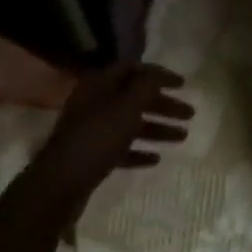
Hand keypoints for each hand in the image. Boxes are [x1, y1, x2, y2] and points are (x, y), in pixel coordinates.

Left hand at [31, 63, 193, 195]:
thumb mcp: (127, 106)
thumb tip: (156, 73)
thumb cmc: (97, 137)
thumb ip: (146, 85)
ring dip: (157, 128)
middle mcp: (95, 103)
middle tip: (190, 113)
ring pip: (130, 124)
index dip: (159, 74)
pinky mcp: (92, 155)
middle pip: (135, 98)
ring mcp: (92, 130)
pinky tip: (156, 159)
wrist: (61, 182)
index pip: (133, 69)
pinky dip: (139, 150)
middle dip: (164, 105)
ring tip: (183, 137)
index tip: (183, 84)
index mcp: (99, 85)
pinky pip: (121, 148)